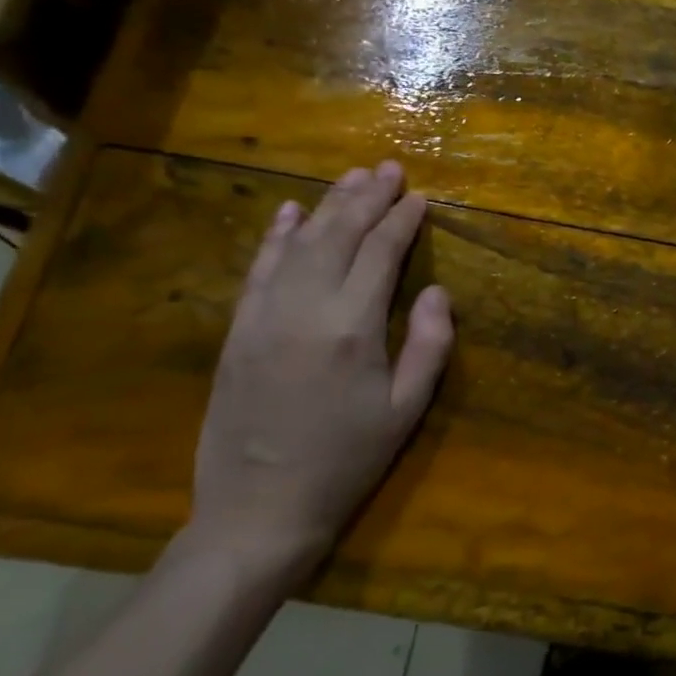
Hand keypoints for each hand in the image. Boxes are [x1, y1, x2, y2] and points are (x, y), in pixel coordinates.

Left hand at [188, 161, 453, 584]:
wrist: (260, 508)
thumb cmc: (347, 461)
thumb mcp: (406, 410)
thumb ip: (429, 345)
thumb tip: (437, 290)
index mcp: (353, 328)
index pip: (381, 254)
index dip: (402, 220)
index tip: (419, 196)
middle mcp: (305, 308)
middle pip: (339, 235)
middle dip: (366, 197)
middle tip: (388, 168)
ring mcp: (264, 316)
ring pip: (299, 243)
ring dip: (327, 205)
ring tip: (351, 177)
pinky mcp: (238, 330)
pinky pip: (258, 269)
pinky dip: (276, 236)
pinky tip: (291, 212)